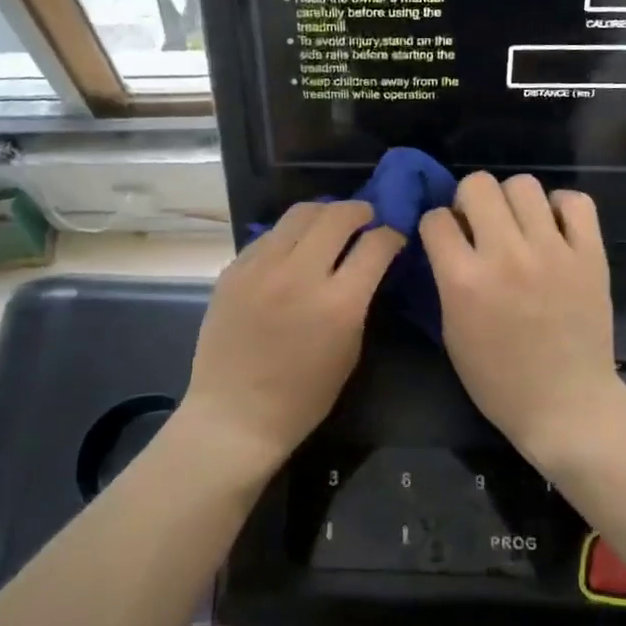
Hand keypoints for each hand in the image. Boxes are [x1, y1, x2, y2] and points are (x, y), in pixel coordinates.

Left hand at [180, 201, 403, 482]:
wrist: (236, 414)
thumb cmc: (303, 396)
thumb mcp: (349, 350)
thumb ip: (359, 300)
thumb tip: (366, 266)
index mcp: (338, 303)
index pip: (375, 244)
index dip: (391, 235)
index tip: (392, 237)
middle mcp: (299, 274)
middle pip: (336, 215)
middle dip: (359, 211)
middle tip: (366, 218)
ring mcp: (261, 268)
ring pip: (299, 214)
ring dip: (323, 213)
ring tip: (330, 225)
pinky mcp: (233, 270)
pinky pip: (268, 236)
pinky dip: (289, 235)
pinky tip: (293, 249)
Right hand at [419, 174, 625, 471]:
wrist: (566, 405)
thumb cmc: (498, 380)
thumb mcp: (452, 332)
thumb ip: (447, 280)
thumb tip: (451, 240)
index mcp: (464, 280)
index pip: (435, 218)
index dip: (436, 225)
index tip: (445, 237)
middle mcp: (506, 255)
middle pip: (478, 185)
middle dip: (468, 199)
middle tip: (479, 224)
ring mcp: (553, 251)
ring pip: (524, 184)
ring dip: (512, 201)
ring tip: (518, 225)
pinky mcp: (590, 254)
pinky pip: (575, 201)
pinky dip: (560, 207)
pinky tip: (553, 227)